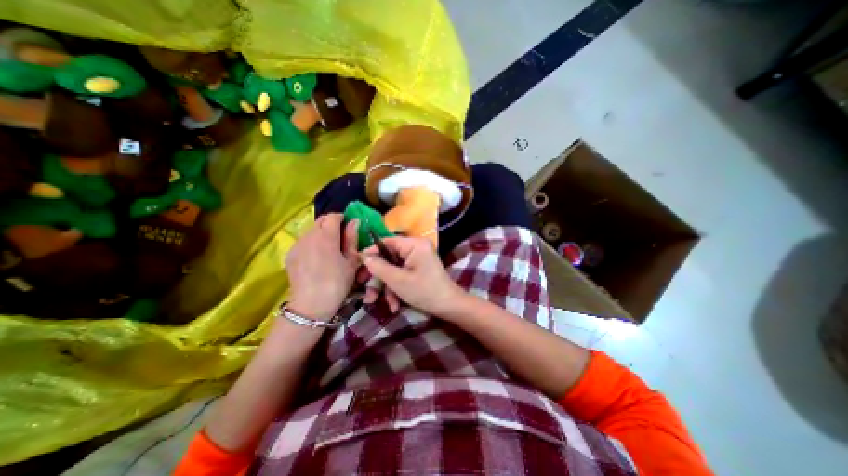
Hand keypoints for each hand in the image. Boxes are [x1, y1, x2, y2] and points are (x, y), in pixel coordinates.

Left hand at [285, 213, 356, 321]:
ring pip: (311, 230)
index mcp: (327, 236)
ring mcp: (297, 244)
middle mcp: (309, 236)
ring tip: (328, 249)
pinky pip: (303, 241)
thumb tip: (354, 221)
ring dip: (321, 233)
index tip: (348, 227)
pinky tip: (316, 257)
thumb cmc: (337, 282)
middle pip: (320, 220)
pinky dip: (312, 242)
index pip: (333, 216)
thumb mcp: (351, 261)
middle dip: (331, 224)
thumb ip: (352, 239)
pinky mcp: (290, 254)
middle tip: (340, 238)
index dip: (342, 218)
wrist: (311, 304)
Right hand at [358, 236, 461, 316]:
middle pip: (389, 258)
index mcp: (414, 244)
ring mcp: (418, 258)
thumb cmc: (424, 291)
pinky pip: (402, 274)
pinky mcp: (419, 268)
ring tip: (384, 304)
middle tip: (367, 292)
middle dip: (379, 278)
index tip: (357, 263)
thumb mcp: (397, 280)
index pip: (387, 242)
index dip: (371, 252)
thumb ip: (378, 267)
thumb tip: (363, 257)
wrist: (448, 306)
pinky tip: (395, 305)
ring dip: (388, 287)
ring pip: (394, 269)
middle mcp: (416, 247)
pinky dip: (397, 288)